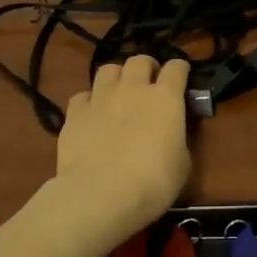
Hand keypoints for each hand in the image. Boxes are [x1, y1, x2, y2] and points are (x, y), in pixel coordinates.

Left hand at [53, 55, 191, 240]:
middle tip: (149, 84)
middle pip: (140, 60)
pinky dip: (89, 101)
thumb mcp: (182, 163)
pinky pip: (82, 96)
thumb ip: (177, 138)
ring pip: (108, 69)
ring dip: (117, 77)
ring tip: (118, 93)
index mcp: (166, 98)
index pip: (177, 67)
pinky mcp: (74, 113)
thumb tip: (171, 133)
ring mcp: (100, 98)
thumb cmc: (153, 183)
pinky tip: (92, 115)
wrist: (101, 195)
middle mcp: (133, 88)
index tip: (181, 79)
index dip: (180, 70)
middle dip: (147, 68)